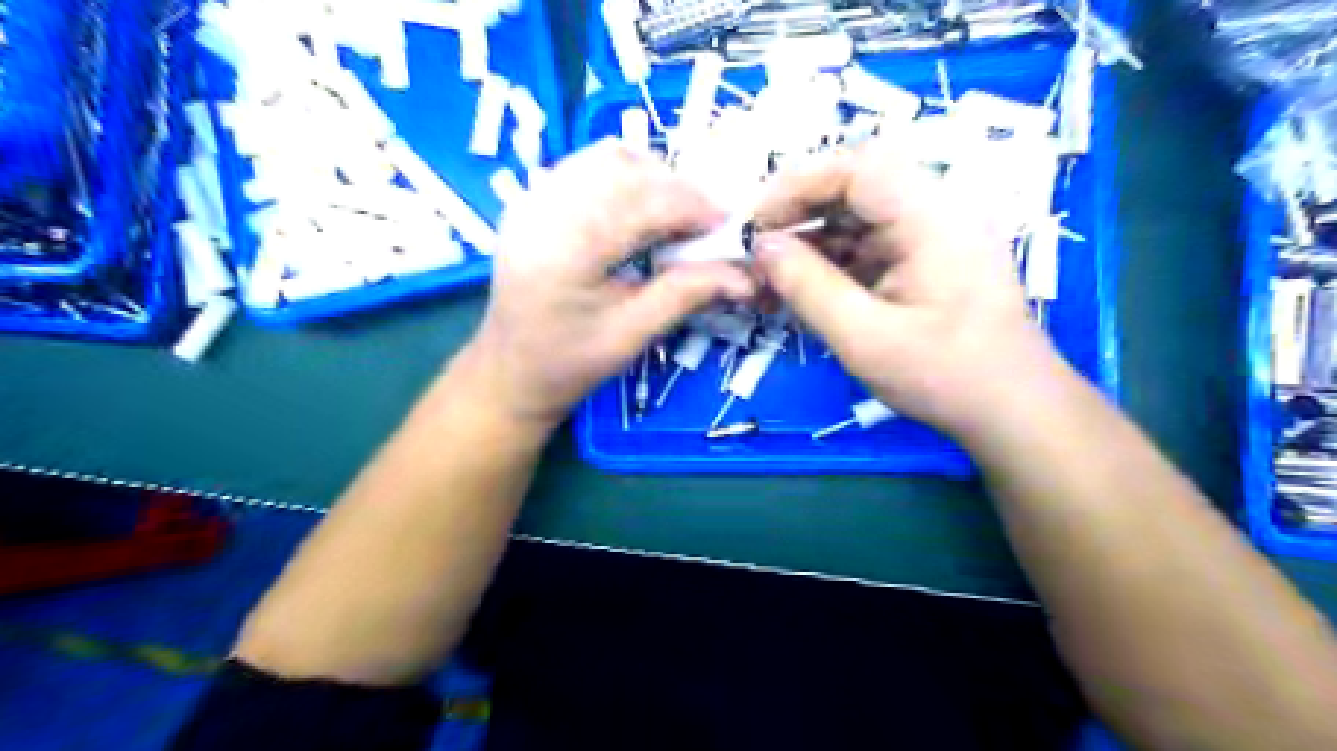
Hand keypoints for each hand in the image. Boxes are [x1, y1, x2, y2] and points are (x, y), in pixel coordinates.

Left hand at [462, 139, 757, 433]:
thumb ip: (686, 294)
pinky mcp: (532, 200)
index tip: (729, 225)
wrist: (508, 371)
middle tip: (705, 224)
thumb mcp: (632, 335)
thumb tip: (745, 275)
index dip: (693, 206)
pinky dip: (624, 178)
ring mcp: (532, 199)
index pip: (642, 202)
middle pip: (625, 168)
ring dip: (651, 177)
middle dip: (676, 188)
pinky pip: (586, 167)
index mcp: (566, 251)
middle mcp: (543, 210)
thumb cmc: (569, 364)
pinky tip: (639, 212)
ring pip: (606, 158)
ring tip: (674, 217)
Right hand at [751, 138, 1065, 440]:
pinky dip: (831, 262)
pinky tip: (802, 290)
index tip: (754, 225)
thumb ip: (808, 288)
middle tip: (756, 254)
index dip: (796, 186)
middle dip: (798, 215)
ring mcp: (931, 233)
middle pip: (853, 187)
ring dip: (810, 241)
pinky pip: (867, 244)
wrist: (1013, 410)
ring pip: (856, 216)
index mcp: (931, 216)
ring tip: (771, 278)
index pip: (855, 168)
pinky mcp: (924, 258)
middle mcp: (935, 210)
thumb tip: (761, 247)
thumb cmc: (946, 376)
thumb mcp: (865, 339)